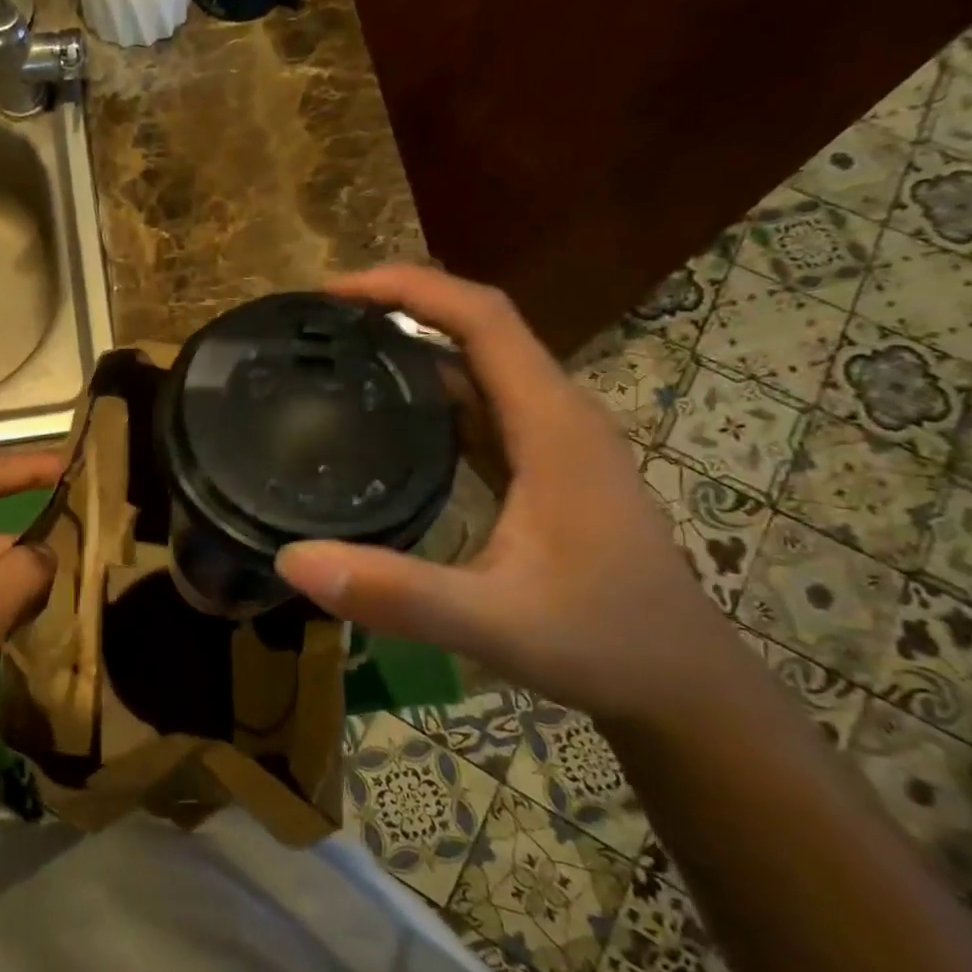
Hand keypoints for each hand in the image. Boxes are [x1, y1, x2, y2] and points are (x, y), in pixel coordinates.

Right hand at [274, 265, 753, 727]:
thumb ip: (396, 593)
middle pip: (477, 327)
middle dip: (399, 308)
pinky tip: (382, 417)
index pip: (482, 318)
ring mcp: (551, 440)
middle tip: (319, 324)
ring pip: (477, 365)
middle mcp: (555, 414)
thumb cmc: (603, 642)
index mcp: (552, 424)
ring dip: (411, 346)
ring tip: (336, 355)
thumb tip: (290, 560)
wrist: (680, 682)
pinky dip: (427, 391)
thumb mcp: (493, 621)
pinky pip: (478, 405)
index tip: (333, 293)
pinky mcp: (541, 466)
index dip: (409, 289)